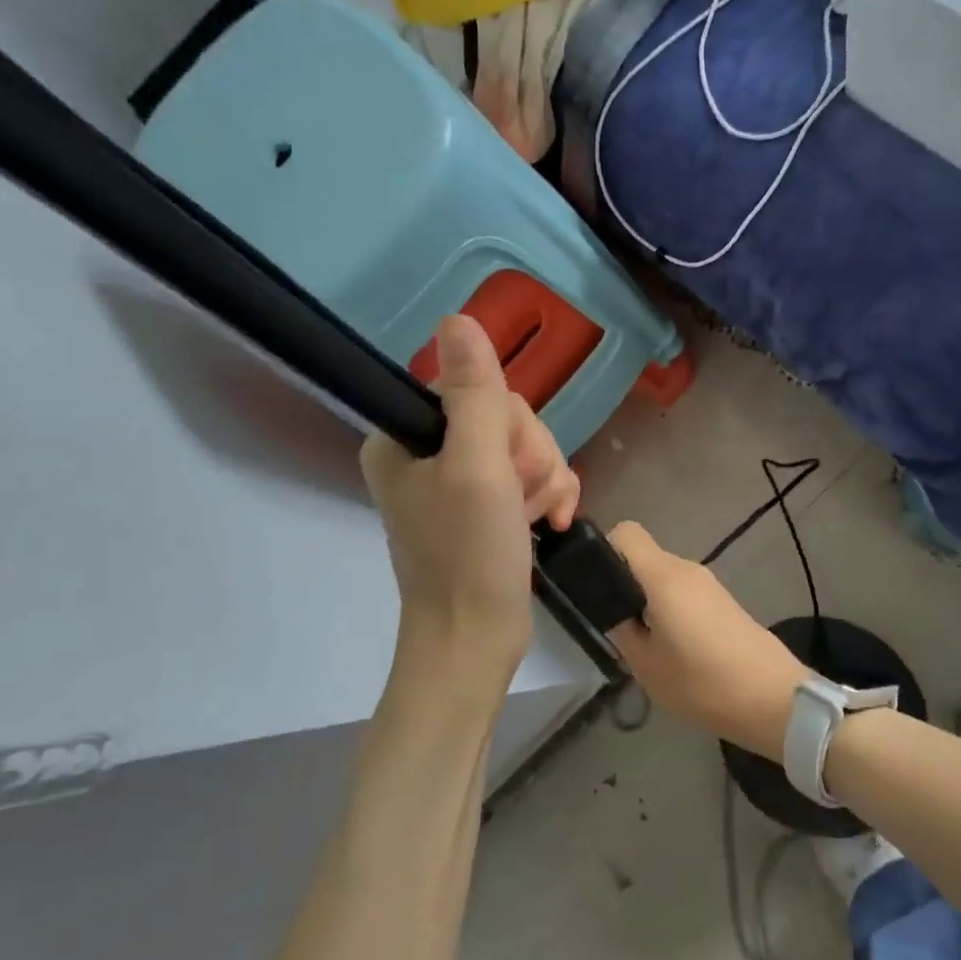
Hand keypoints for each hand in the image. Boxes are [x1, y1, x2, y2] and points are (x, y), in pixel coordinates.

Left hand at [361, 316, 579, 702]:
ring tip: (540, 518)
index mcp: (406, 436)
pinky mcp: (485, 506)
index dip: (509, 424)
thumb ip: (474, 392)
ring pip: (524, 446)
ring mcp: (457, 482)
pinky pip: (529, 475)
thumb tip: (458, 318)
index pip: (476, 389)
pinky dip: (549, 495)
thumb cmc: (470, 555)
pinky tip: (554, 521)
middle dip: (531, 457)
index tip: (509, 467)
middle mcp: (427, 453)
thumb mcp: (476, 467)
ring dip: (545, 479)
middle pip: (505, 417)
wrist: (476, 642)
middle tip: (524, 500)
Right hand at [605, 522, 814, 760]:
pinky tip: (671, 648)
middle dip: (623, 583)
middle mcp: (686, 568)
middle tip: (614, 625)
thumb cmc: (704, 683)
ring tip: (643, 643)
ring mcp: (708, 583)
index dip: (604, 550)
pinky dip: (668, 609)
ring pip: (662, 577)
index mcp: (663, 576)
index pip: (626, 533)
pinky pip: (682, 591)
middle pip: (643, 557)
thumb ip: (622, 630)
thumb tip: (613, 611)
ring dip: (646, 600)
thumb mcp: (647, 666)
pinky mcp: (722, 601)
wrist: (775, 700)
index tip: (595, 585)